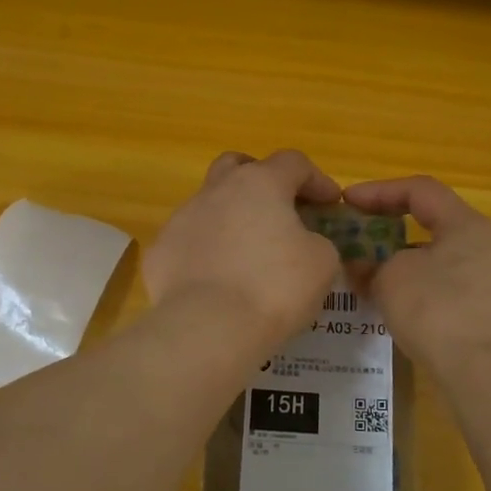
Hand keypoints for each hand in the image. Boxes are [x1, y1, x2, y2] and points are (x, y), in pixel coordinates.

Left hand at [144, 150, 342, 348]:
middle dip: (261, 181)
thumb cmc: (274, 288)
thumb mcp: (322, 263)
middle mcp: (216, 191)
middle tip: (279, 210)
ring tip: (247, 254)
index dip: (317, 180)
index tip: (330, 205)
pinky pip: (189, 243)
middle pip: (238, 167)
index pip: (294, 163)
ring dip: (231, 219)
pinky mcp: (160, 251)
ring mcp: (181, 219)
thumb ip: (317, 241)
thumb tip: (303, 243)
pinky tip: (217, 281)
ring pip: (209, 205)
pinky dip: (206, 253)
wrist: (208, 328)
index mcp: (260, 184)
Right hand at [342, 176, 490, 373]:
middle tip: (354, 240)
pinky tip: (390, 308)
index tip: (346, 203)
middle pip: (430, 226)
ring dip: (399, 265)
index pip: (420, 190)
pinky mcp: (486, 315)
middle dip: (388, 231)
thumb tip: (361, 267)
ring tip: (365, 278)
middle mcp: (485, 246)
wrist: (490, 373)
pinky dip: (414, 291)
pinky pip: (443, 290)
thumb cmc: (439, 309)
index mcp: (466, 224)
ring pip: (435, 261)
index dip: (379, 191)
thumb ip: (372, 265)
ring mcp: (490, 283)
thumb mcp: (392, 278)